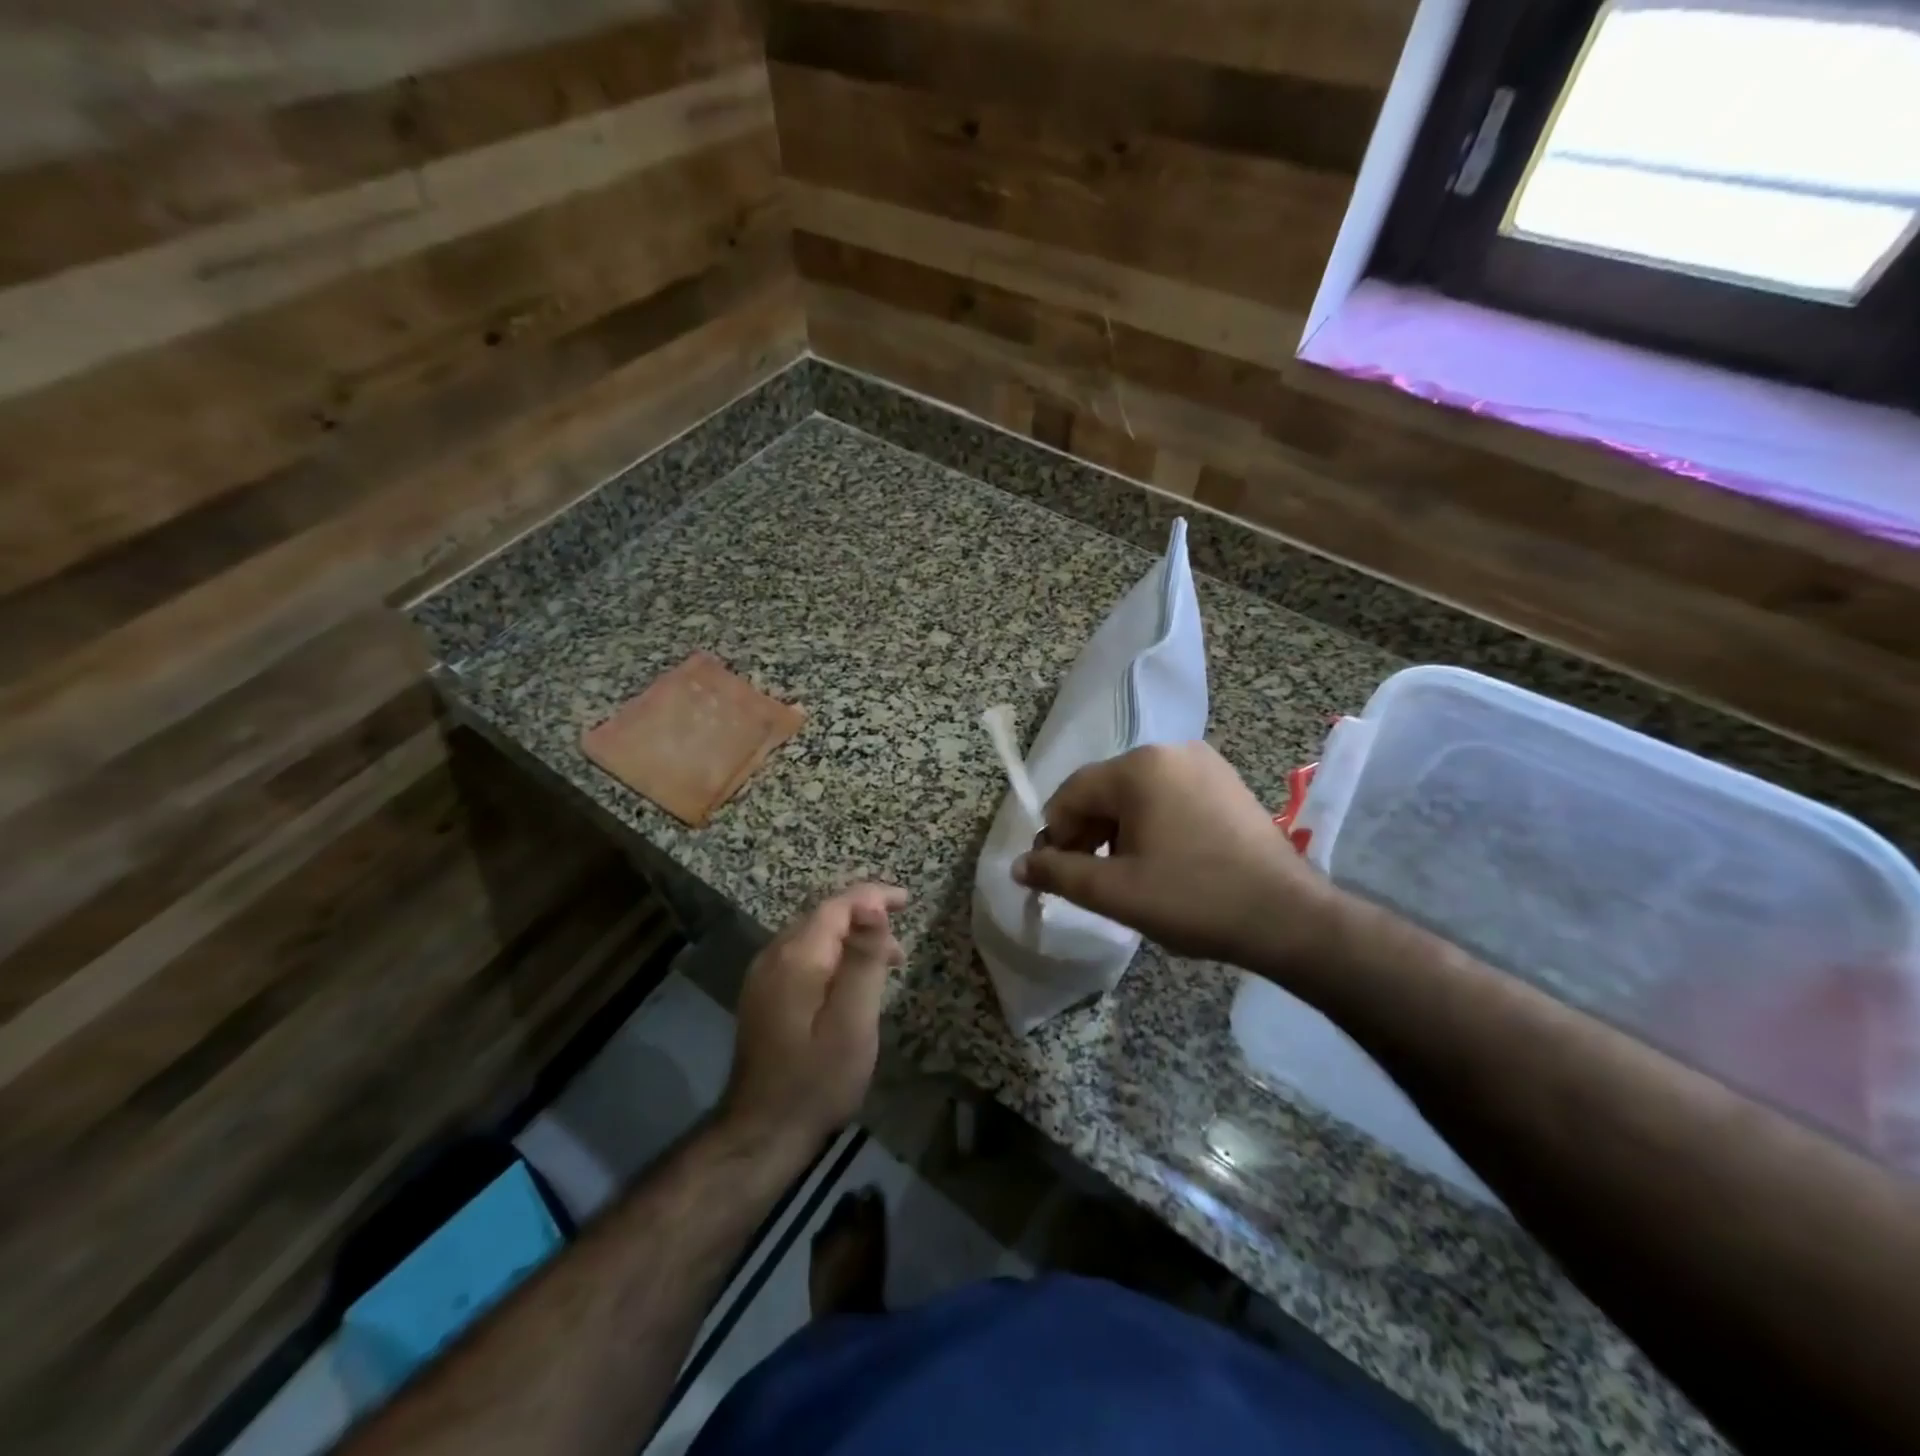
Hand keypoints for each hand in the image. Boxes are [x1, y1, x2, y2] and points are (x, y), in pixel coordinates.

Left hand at [721, 883, 908, 1158]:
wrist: (762, 1132)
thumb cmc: (818, 1079)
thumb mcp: (853, 1020)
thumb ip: (864, 959)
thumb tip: (873, 904)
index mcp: (796, 956)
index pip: (837, 905)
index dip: (874, 896)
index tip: (908, 901)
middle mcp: (773, 955)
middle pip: (823, 916)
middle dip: (864, 917)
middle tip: (901, 943)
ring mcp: (763, 976)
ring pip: (812, 936)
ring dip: (850, 938)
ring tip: (885, 963)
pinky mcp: (763, 995)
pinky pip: (801, 956)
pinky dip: (831, 955)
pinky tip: (849, 981)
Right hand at [1013, 742, 1342, 975]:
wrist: (1287, 917)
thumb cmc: (1193, 899)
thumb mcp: (1114, 891)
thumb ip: (1058, 873)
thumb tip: (1018, 865)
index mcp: (1139, 767)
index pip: (1072, 793)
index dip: (1056, 835)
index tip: (1057, 874)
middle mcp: (1170, 751)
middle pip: (1104, 790)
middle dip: (1087, 833)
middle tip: (1090, 880)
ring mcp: (1204, 764)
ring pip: (1137, 794)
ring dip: (1118, 831)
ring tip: (1127, 875)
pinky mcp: (1226, 783)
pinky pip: (1169, 796)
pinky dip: (1152, 824)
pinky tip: (1163, 861)